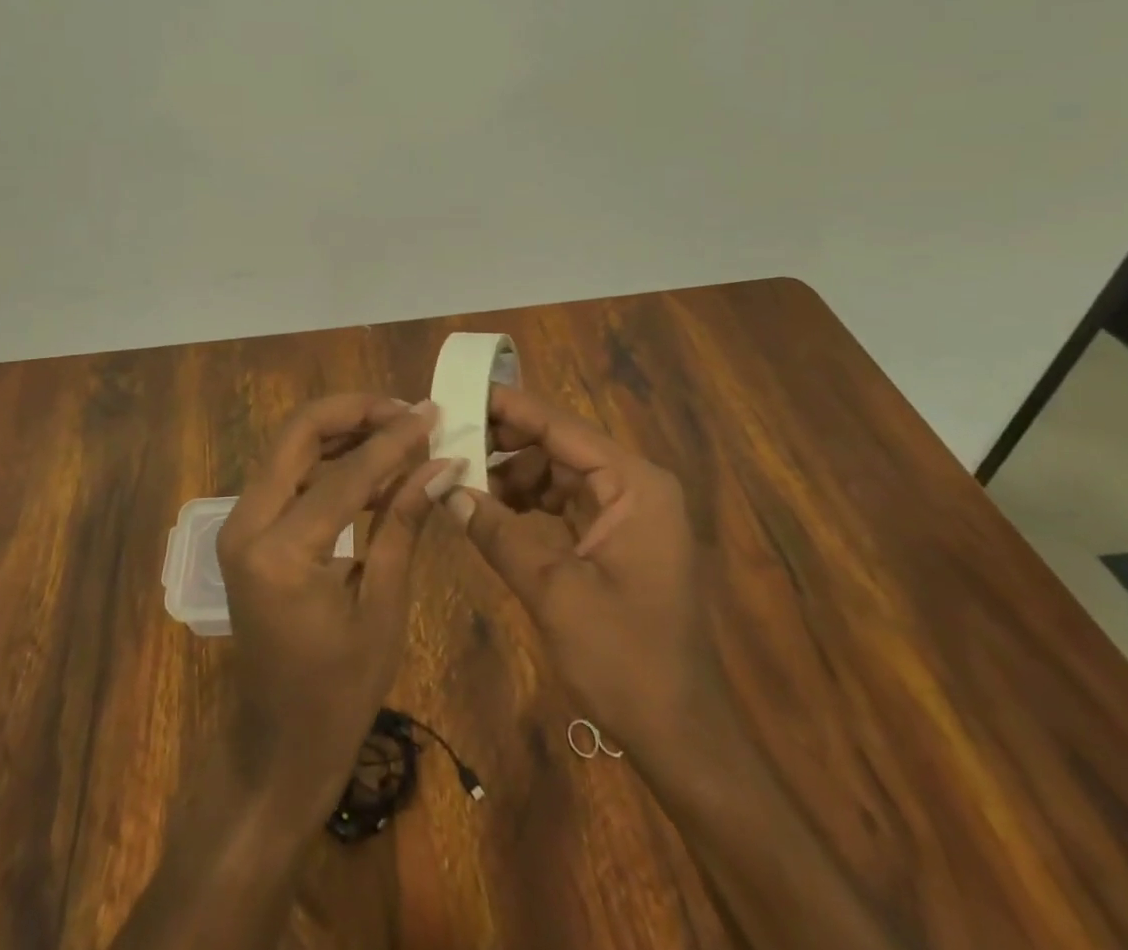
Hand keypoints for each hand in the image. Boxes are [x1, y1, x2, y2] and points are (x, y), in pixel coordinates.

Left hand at [216, 394, 450, 827]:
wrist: (278, 745)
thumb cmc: (338, 692)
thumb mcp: (382, 607)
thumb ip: (403, 523)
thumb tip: (441, 462)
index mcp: (279, 553)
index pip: (345, 473)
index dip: (394, 439)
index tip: (433, 412)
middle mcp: (246, 524)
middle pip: (298, 434)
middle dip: (354, 411)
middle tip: (407, 410)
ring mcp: (240, 524)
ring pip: (290, 446)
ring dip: (342, 429)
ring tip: (397, 428)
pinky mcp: (247, 530)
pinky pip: (288, 473)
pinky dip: (328, 458)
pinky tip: (370, 460)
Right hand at [450, 384, 716, 751]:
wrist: (681, 736)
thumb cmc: (626, 659)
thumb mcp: (554, 592)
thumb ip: (498, 533)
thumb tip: (446, 489)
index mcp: (634, 485)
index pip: (561, 426)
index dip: (509, 407)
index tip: (460, 392)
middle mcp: (635, 486)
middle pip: (559, 445)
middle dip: (505, 442)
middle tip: (450, 440)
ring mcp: (629, 513)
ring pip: (559, 472)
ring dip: (513, 475)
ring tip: (463, 480)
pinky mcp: (618, 539)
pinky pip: (566, 502)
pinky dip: (529, 503)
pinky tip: (492, 510)